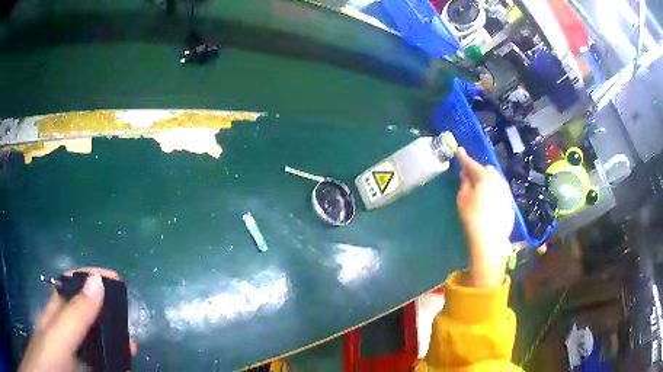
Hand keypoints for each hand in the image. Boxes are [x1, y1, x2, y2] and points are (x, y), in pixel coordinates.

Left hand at [20, 268, 134, 371]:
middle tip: (128, 316)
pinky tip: (122, 364)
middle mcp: (65, 327)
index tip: (114, 278)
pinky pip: (99, 359)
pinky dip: (112, 359)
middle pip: (87, 310)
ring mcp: (73, 349)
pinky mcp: (82, 367)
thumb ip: (75, 315)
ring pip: (95, 337)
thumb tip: (98, 281)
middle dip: (108, 309)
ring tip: (132, 345)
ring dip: (113, 337)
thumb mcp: (59, 338)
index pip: (73, 283)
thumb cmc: (50, 357)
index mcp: (57, 312)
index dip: (91, 276)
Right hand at [456, 148, 513, 287]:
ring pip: (496, 180)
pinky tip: (488, 202)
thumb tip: (465, 174)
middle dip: (478, 170)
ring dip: (487, 180)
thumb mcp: (463, 199)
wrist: (491, 239)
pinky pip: (499, 191)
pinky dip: (493, 191)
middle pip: (487, 169)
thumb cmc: (473, 218)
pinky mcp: (510, 202)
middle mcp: (498, 180)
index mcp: (485, 177)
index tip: (458, 150)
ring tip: (479, 189)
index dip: (464, 157)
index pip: (472, 164)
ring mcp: (506, 191)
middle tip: (469, 176)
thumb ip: (464, 183)